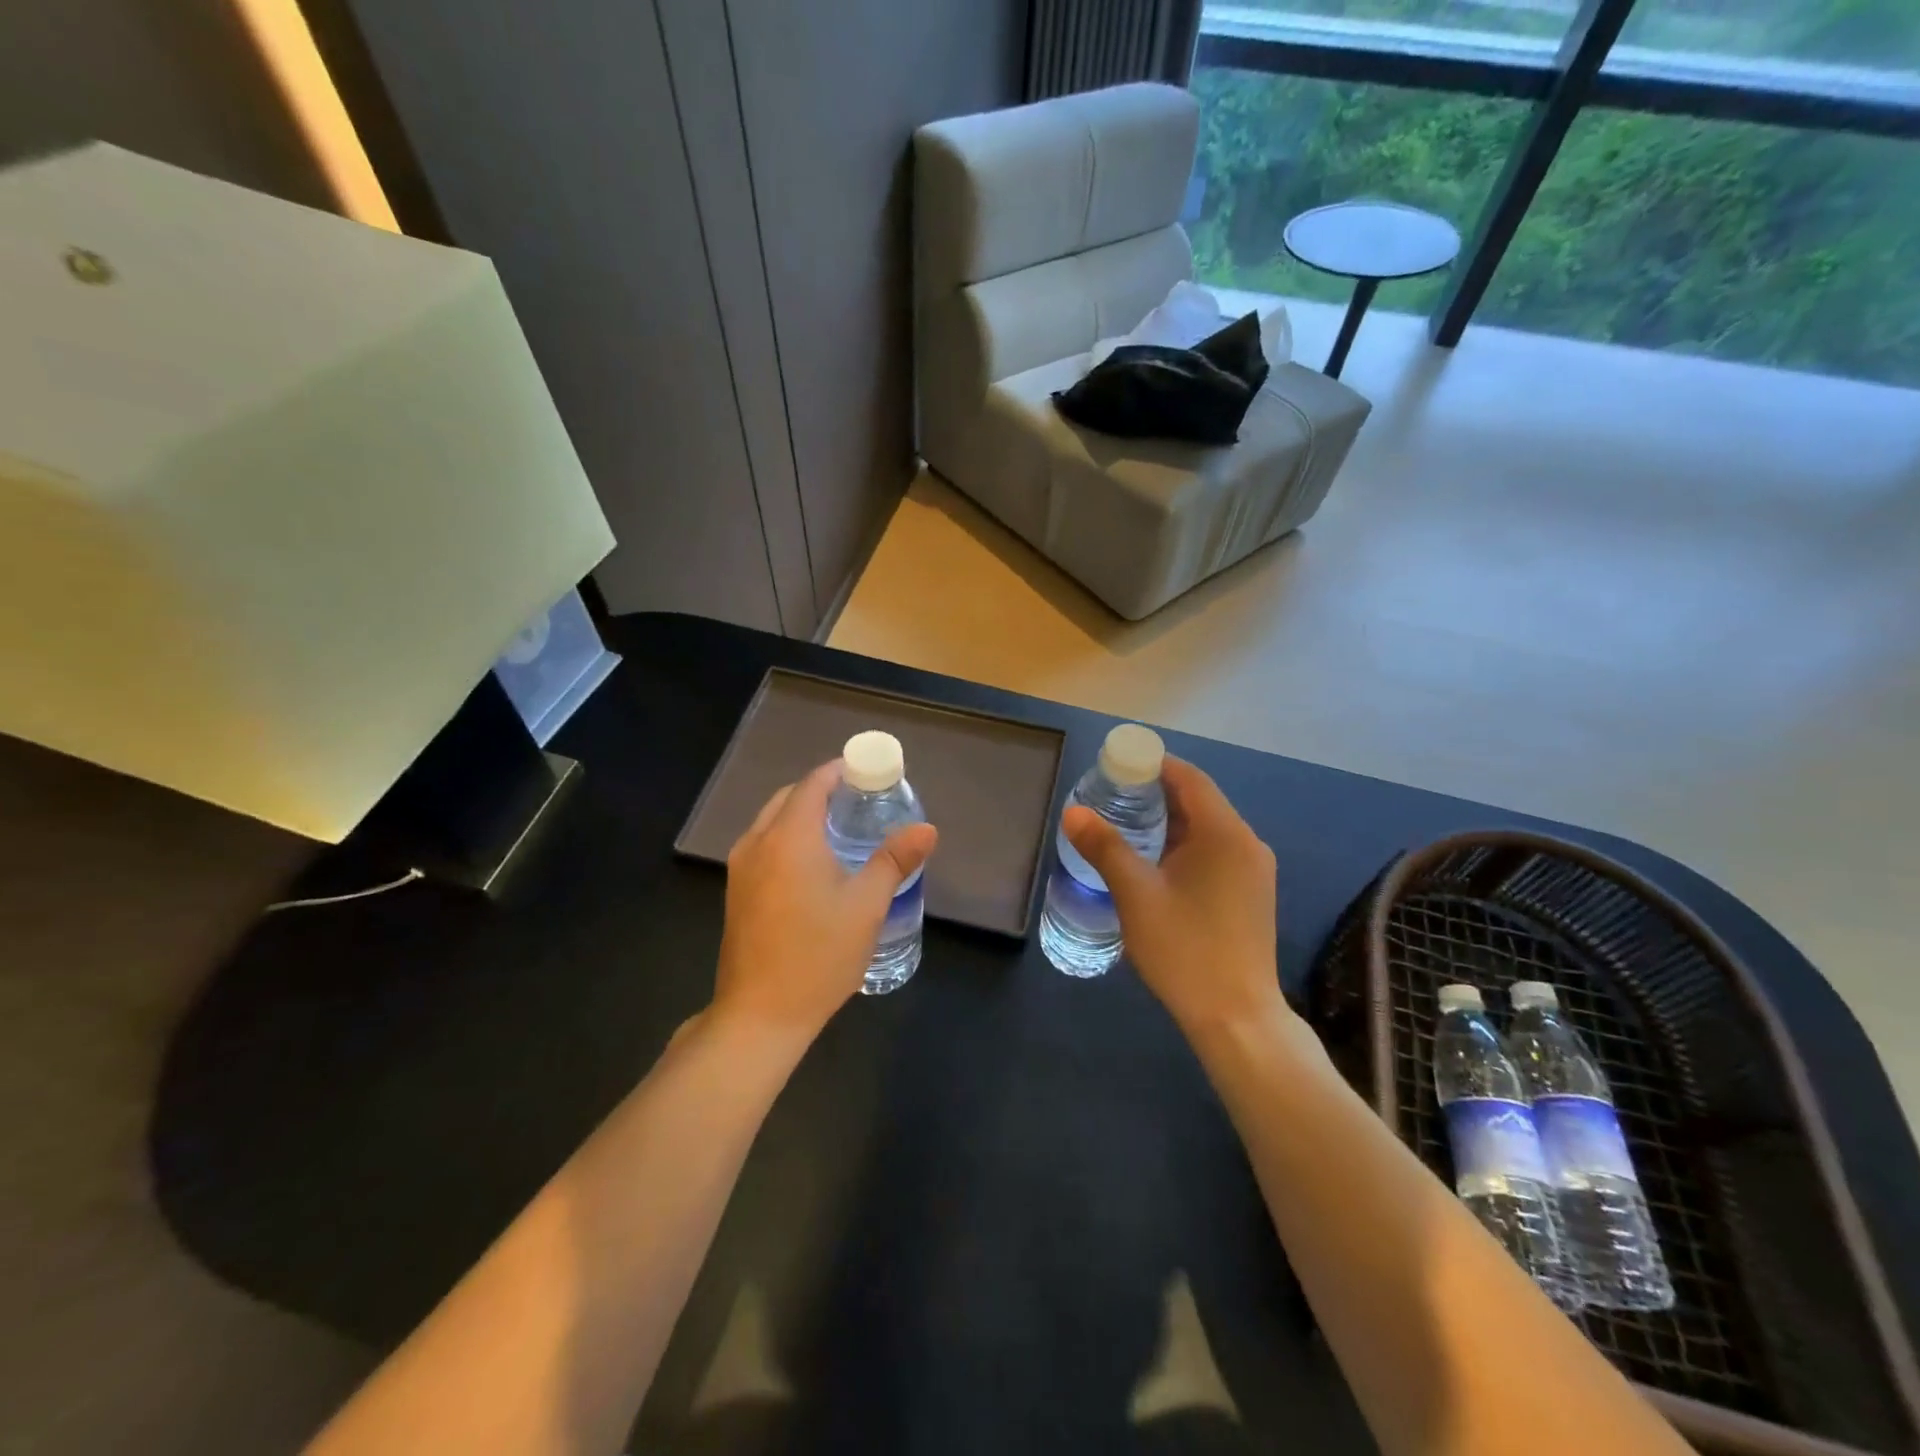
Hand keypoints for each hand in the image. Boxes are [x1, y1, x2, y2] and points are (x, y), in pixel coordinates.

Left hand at [713, 760, 937, 1040]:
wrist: (760, 1014)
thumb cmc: (818, 955)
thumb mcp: (866, 906)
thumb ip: (895, 860)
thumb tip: (926, 828)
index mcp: (789, 837)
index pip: (813, 784)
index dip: (840, 772)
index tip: (869, 773)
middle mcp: (758, 843)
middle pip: (789, 798)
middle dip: (822, 791)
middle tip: (860, 801)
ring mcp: (741, 868)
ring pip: (772, 821)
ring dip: (803, 814)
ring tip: (840, 829)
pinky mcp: (736, 892)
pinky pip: (763, 844)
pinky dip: (787, 837)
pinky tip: (813, 864)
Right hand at [1062, 756, 1283, 1035]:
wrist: (1236, 1017)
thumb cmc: (1185, 949)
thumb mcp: (1136, 894)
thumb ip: (1105, 847)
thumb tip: (1073, 812)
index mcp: (1225, 833)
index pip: (1189, 778)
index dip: (1153, 765)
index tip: (1116, 766)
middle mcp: (1246, 843)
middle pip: (1199, 800)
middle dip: (1155, 793)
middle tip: (1111, 796)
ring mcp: (1253, 871)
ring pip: (1206, 829)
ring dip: (1168, 821)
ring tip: (1124, 825)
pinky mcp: (1250, 894)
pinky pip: (1214, 852)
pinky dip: (1183, 845)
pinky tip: (1154, 862)